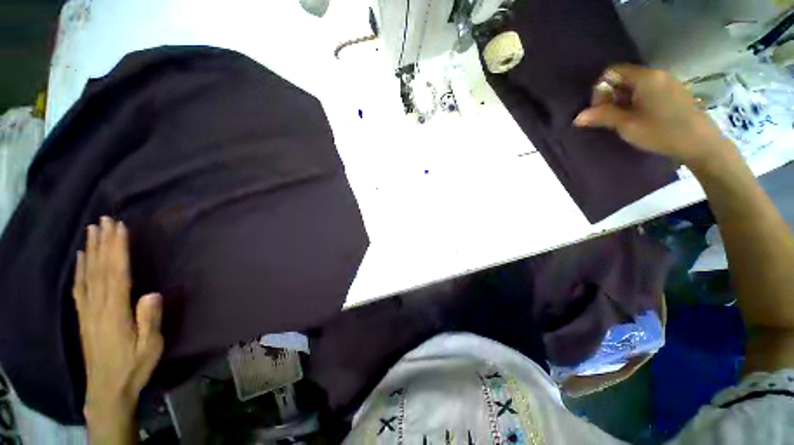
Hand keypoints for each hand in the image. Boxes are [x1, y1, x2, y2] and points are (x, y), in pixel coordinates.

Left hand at [72, 217, 162, 439]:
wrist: (107, 388)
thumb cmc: (130, 369)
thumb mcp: (149, 351)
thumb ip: (150, 322)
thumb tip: (153, 293)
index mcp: (116, 310)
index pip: (117, 272)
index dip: (118, 248)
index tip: (119, 226)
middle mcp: (99, 303)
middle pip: (101, 266)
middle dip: (103, 241)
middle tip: (104, 218)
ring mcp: (88, 308)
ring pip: (88, 272)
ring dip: (90, 249)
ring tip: (92, 228)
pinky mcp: (81, 315)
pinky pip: (78, 287)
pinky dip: (78, 269)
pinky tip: (79, 257)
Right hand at [573, 64, 729, 167]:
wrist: (702, 145)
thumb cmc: (664, 134)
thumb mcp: (632, 128)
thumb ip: (605, 118)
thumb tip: (578, 118)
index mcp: (641, 75)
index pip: (611, 71)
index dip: (602, 89)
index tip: (602, 110)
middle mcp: (654, 72)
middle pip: (626, 77)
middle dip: (617, 95)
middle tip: (617, 118)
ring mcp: (668, 80)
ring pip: (641, 85)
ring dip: (632, 99)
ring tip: (634, 121)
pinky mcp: (679, 91)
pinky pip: (655, 90)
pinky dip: (647, 101)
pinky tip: (651, 119)